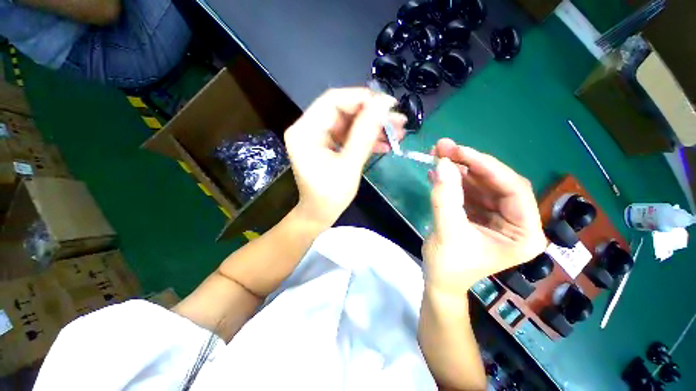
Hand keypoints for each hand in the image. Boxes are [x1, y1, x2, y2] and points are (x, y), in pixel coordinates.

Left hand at [284, 88, 405, 227]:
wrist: (319, 215)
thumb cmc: (330, 197)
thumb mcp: (349, 166)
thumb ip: (365, 134)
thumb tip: (383, 105)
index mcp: (305, 131)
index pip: (333, 101)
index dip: (362, 99)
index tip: (389, 104)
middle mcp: (308, 128)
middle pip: (344, 111)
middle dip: (372, 115)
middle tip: (398, 120)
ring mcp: (318, 137)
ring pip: (350, 123)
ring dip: (373, 127)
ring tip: (398, 132)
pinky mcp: (327, 145)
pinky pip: (348, 136)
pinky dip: (366, 139)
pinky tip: (385, 144)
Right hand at [422, 138, 545, 295]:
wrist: (438, 279)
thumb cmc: (449, 266)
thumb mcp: (447, 232)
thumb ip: (445, 197)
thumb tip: (441, 163)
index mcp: (524, 233)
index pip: (514, 189)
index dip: (487, 167)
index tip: (460, 152)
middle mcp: (515, 220)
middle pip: (496, 182)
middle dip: (469, 163)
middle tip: (444, 147)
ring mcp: (496, 215)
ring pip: (479, 183)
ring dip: (457, 168)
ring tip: (437, 154)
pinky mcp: (478, 213)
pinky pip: (467, 190)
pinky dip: (452, 180)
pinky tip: (437, 172)